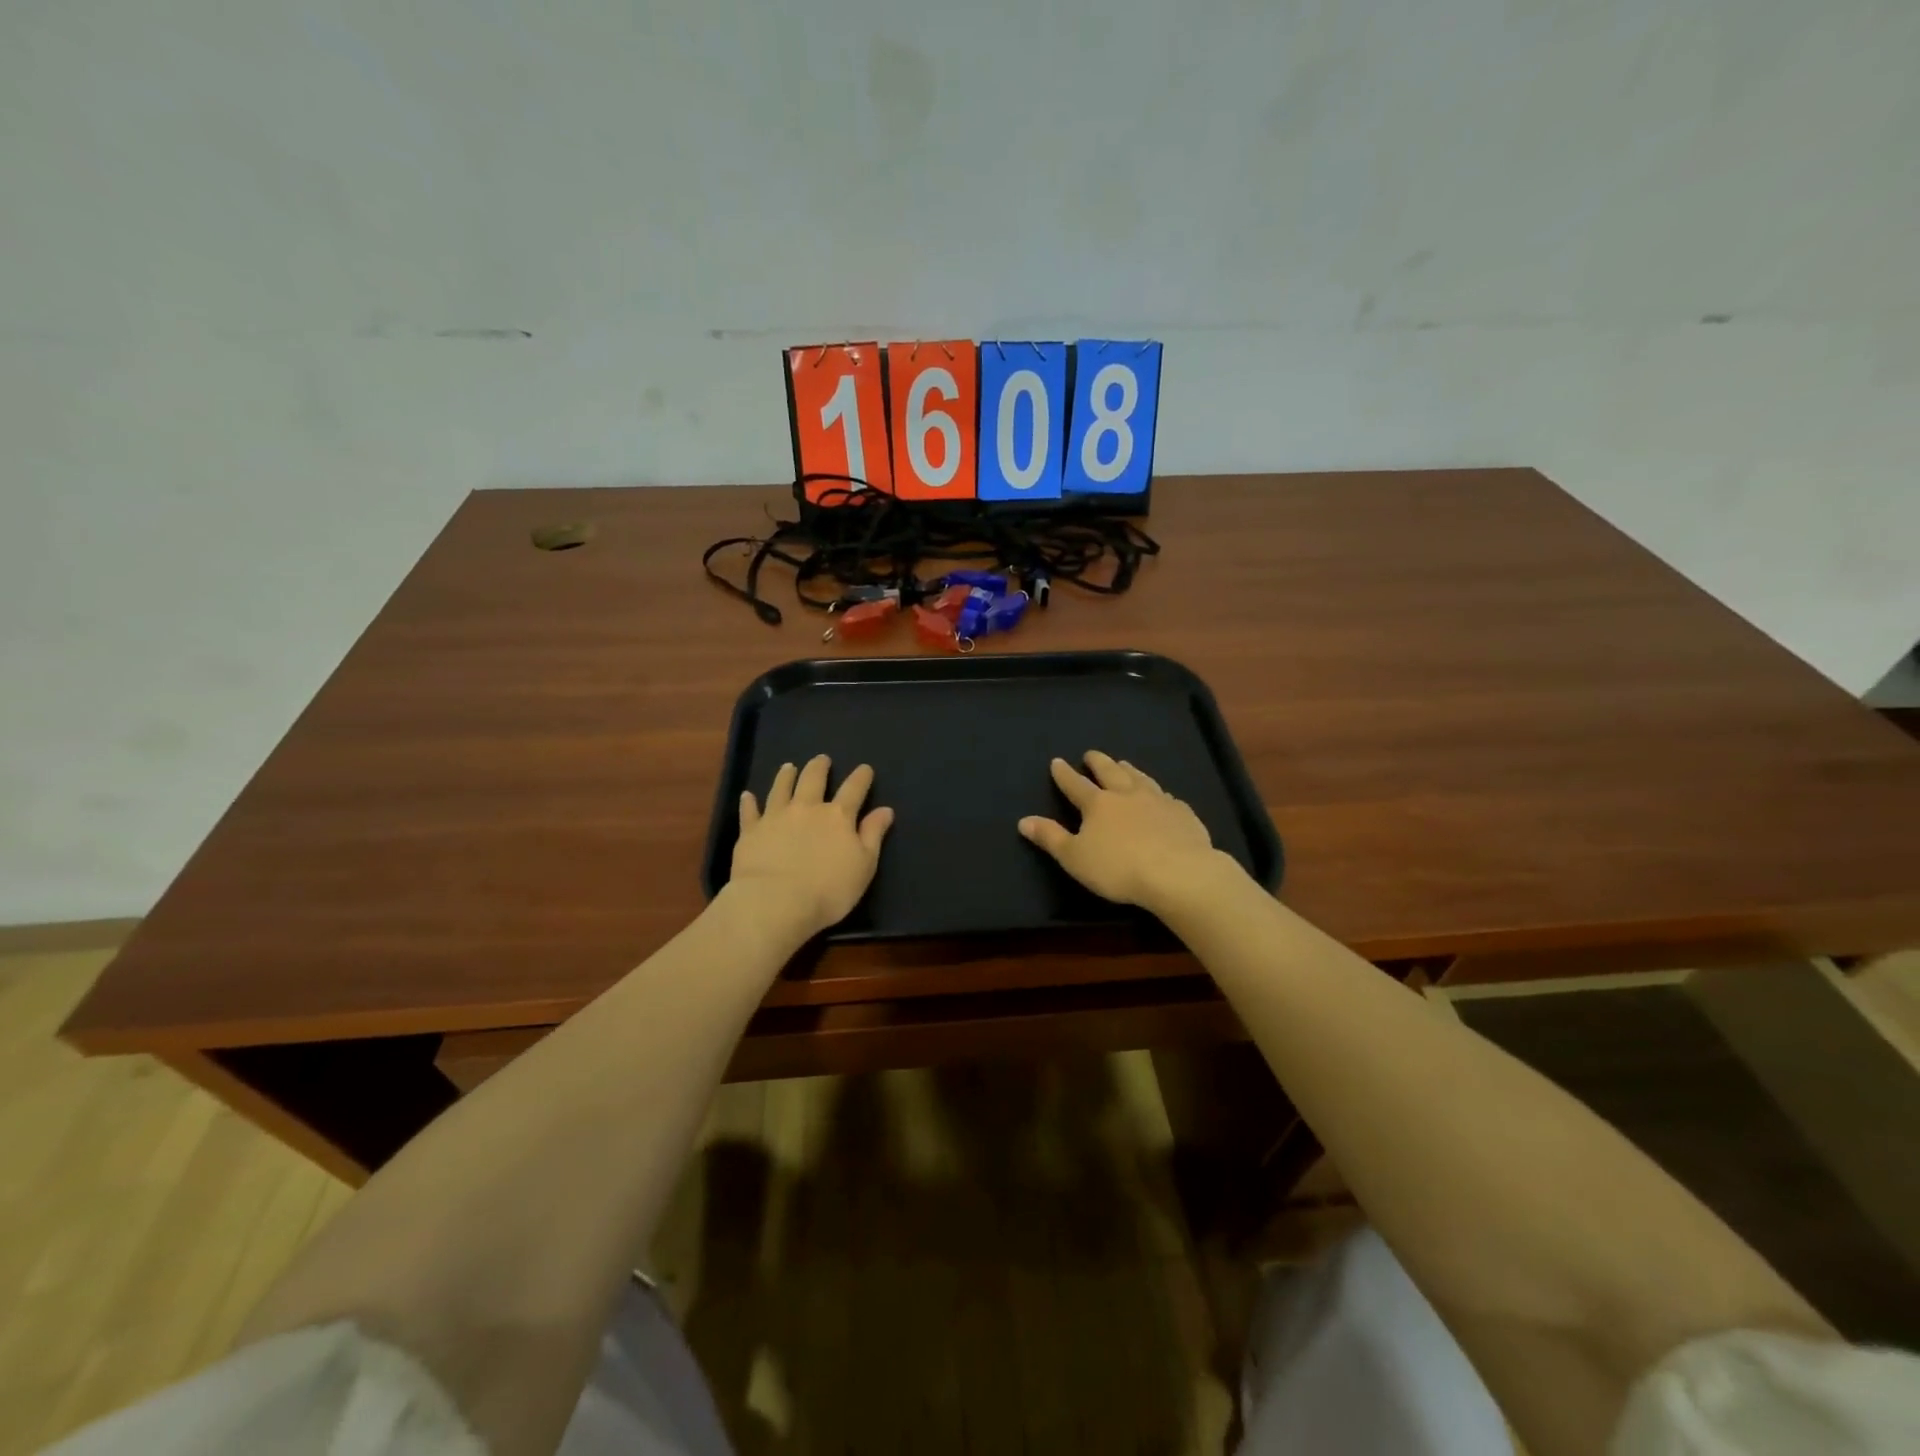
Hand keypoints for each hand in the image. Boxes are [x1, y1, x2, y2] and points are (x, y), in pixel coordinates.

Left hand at [728, 755, 893, 941]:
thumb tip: (885, 810)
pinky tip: (748, 796)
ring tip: (789, 767)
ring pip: (781, 788)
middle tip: (822, 759)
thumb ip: (873, 835)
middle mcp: (807, 808)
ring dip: (786, 776)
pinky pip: (750, 812)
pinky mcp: (751, 831)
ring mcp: (776, 817)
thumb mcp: (864, 866)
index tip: (865, 768)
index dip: (861, 777)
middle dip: (819, 767)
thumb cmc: (829, 890)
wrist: (775, 902)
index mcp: (838, 816)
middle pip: (814, 780)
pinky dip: (749, 802)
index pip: (854, 790)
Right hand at [1019, 750, 1238, 911]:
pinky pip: (1168, 798)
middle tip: (1092, 754)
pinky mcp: (1183, 814)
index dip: (1065, 774)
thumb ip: (1050, 838)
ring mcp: (1158, 801)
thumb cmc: (1118, 868)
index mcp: (1098, 805)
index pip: (1076, 785)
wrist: (1178, 873)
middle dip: (1098, 763)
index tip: (1057, 762)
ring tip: (1124, 764)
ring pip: (1141, 779)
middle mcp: (1127, 795)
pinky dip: (1160, 793)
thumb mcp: (1074, 858)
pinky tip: (1163, 796)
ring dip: (1130, 770)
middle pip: (1110, 772)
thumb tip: (1023, 820)